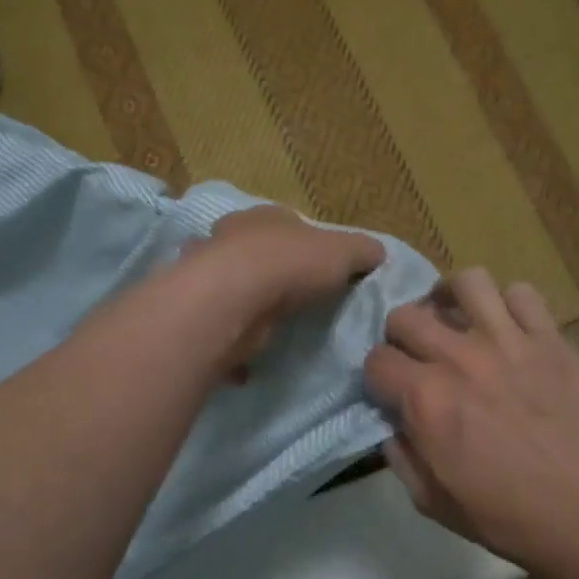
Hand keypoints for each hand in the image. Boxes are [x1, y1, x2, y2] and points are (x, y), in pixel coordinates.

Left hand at [182, 206, 384, 375]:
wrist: (234, 300)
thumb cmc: (290, 264)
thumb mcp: (344, 251)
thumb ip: (363, 252)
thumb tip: (377, 254)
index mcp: (264, 217)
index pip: (288, 225)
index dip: (306, 245)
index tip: (323, 270)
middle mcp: (229, 239)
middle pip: (256, 255)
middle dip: (273, 275)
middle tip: (299, 302)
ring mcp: (209, 276)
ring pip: (234, 290)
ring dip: (251, 307)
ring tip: (276, 330)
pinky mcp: (202, 312)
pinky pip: (223, 329)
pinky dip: (235, 342)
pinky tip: (251, 361)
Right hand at [364, 268, 578, 575]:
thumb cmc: (505, 516)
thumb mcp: (431, 501)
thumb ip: (401, 456)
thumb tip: (393, 425)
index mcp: (425, 399)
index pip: (376, 360)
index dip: (378, 377)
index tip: (391, 391)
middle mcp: (459, 359)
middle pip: (406, 315)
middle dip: (401, 335)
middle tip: (418, 355)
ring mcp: (508, 342)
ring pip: (466, 283)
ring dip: (451, 299)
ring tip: (456, 318)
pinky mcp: (550, 339)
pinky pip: (522, 294)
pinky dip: (508, 304)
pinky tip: (507, 327)